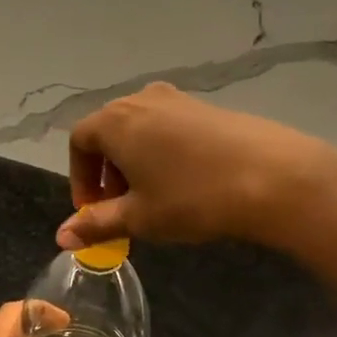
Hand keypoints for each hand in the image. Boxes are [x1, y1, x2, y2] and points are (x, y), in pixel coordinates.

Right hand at [57, 83, 336, 250]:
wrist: (274, 177)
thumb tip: (62, 237)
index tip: (94, 211)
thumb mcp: (140, 217)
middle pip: (108, 131)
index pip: (79, 142)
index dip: (80, 178)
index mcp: (115, 121)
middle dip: (107, 171)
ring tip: (154, 197)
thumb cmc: (192, 198)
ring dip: (135, 162)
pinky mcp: (208, 106)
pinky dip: (163, 152)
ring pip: (140, 129)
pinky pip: (169, 127)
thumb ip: (96, 225)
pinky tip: (186, 182)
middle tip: (121, 207)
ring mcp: (178, 99)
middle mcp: (141, 99)